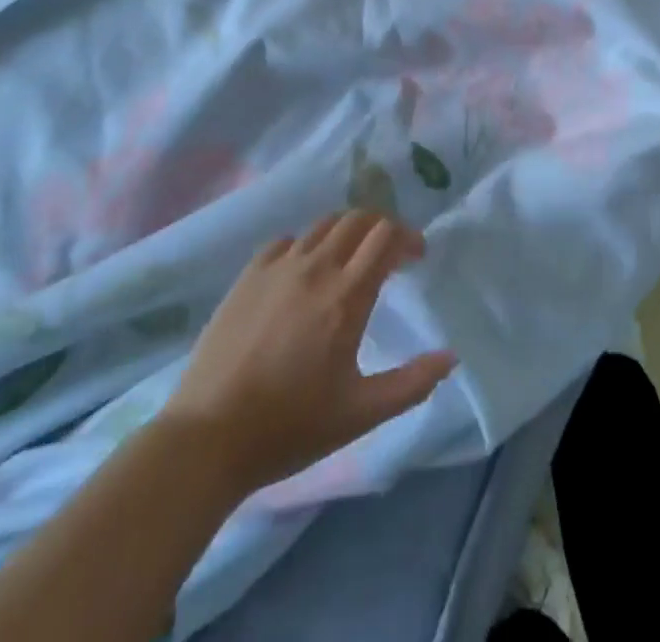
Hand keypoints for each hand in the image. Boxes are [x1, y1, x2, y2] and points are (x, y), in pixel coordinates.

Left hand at [161, 211, 455, 495]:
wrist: (207, 439)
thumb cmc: (290, 427)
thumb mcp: (360, 413)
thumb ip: (412, 384)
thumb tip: (451, 358)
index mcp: (347, 295)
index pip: (386, 236)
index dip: (408, 237)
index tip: (417, 257)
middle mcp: (316, 267)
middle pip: (359, 219)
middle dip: (382, 228)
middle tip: (390, 255)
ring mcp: (278, 267)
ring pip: (324, 225)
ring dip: (347, 233)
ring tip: (350, 260)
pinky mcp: (248, 276)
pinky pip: (287, 241)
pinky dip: (307, 246)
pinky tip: (304, 272)